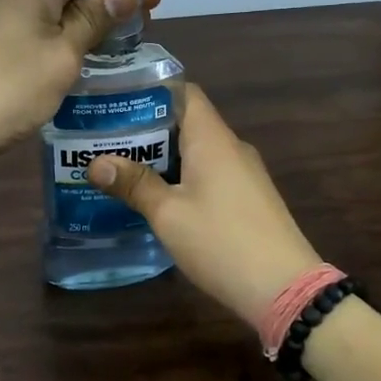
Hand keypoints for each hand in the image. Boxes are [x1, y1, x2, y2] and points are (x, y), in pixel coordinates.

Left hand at [0, 0, 181, 164]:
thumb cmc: (8, 85)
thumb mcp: (62, 53)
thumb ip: (95, 18)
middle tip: (158, 0)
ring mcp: (14, 13)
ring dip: (105, 3)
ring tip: (140, 20)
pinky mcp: (9, 40)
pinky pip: (56, 19)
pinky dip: (84, 25)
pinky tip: (103, 42)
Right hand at [85, 84, 322, 326]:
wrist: (285, 289)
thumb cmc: (222, 242)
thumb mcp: (168, 214)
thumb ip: (134, 185)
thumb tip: (95, 163)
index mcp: (212, 139)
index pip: (184, 92)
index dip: (150, 92)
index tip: (116, 101)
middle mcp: (231, 147)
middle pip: (186, 122)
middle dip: (146, 129)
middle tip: (104, 139)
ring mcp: (244, 174)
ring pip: (197, 151)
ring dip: (162, 156)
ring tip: (121, 167)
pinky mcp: (248, 198)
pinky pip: (209, 174)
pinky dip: (181, 176)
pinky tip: (157, 197)